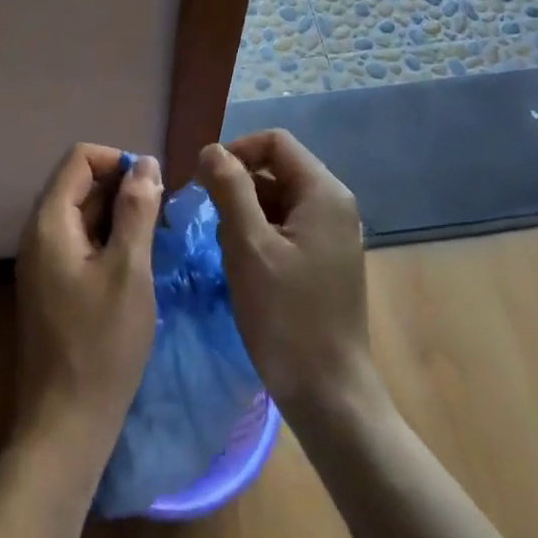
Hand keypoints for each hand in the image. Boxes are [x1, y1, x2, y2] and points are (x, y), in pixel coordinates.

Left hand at [14, 144, 162, 466]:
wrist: (66, 424)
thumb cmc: (102, 345)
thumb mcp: (129, 271)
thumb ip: (136, 211)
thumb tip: (145, 163)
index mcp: (49, 221)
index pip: (79, 158)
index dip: (118, 161)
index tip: (152, 190)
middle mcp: (38, 233)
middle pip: (79, 183)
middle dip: (122, 189)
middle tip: (160, 219)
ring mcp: (42, 260)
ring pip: (83, 214)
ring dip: (119, 216)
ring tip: (154, 241)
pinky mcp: (52, 284)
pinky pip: (80, 242)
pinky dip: (108, 240)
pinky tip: (136, 266)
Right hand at [197, 130, 382, 427]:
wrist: (329, 394)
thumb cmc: (287, 316)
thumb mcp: (248, 246)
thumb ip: (230, 188)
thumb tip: (211, 150)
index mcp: (324, 193)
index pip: (274, 142)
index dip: (236, 152)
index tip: (203, 181)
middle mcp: (334, 205)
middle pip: (276, 170)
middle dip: (237, 186)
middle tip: (209, 220)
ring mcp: (332, 235)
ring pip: (277, 200)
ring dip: (245, 214)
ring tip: (225, 249)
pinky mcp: (324, 261)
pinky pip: (285, 228)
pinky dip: (259, 236)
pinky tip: (242, 267)